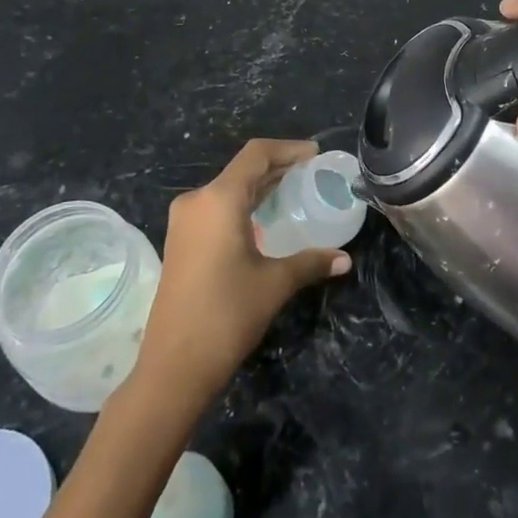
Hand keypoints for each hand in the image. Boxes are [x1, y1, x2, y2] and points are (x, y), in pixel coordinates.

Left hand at [133, 139, 351, 406]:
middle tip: (310, 173)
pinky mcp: (180, 241)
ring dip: (259, 187)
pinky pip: (216, 208)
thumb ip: (311, 263)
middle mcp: (197, 201)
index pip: (256, 155)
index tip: (315, 154)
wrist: (173, 367)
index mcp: (219, 199)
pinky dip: (243, 205)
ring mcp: (184, 222)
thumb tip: (345, 259)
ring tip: (293, 192)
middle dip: (277, 168)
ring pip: (227, 189)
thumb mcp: (274, 284)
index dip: (288, 149)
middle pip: (242, 170)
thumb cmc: (226, 315)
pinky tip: (264, 220)